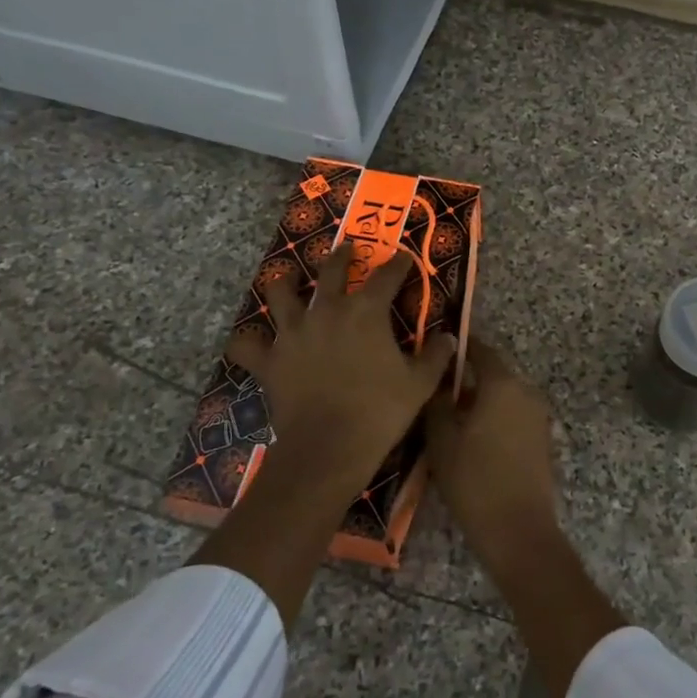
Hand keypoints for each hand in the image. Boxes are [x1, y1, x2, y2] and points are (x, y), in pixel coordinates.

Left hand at [226, 242, 455, 500]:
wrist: (329, 447)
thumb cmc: (379, 411)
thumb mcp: (420, 384)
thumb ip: (436, 356)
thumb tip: (449, 338)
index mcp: (366, 312)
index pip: (387, 275)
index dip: (399, 264)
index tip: (405, 258)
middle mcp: (327, 311)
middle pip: (331, 270)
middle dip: (342, 255)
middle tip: (347, 249)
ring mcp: (293, 333)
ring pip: (280, 293)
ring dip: (284, 284)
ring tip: (288, 281)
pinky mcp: (269, 360)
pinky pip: (246, 345)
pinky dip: (248, 342)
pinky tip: (252, 342)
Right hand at [424, 343, 559, 571]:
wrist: (518, 531)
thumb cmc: (474, 480)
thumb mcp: (441, 439)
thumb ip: (437, 402)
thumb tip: (438, 382)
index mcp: (503, 384)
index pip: (480, 350)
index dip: (458, 349)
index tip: (436, 352)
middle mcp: (526, 392)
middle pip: (493, 375)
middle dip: (466, 380)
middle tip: (435, 393)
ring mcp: (538, 417)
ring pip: (503, 397)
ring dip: (480, 402)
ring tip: (449, 420)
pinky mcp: (542, 440)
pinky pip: (513, 417)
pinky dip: (494, 420)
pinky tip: (472, 441)